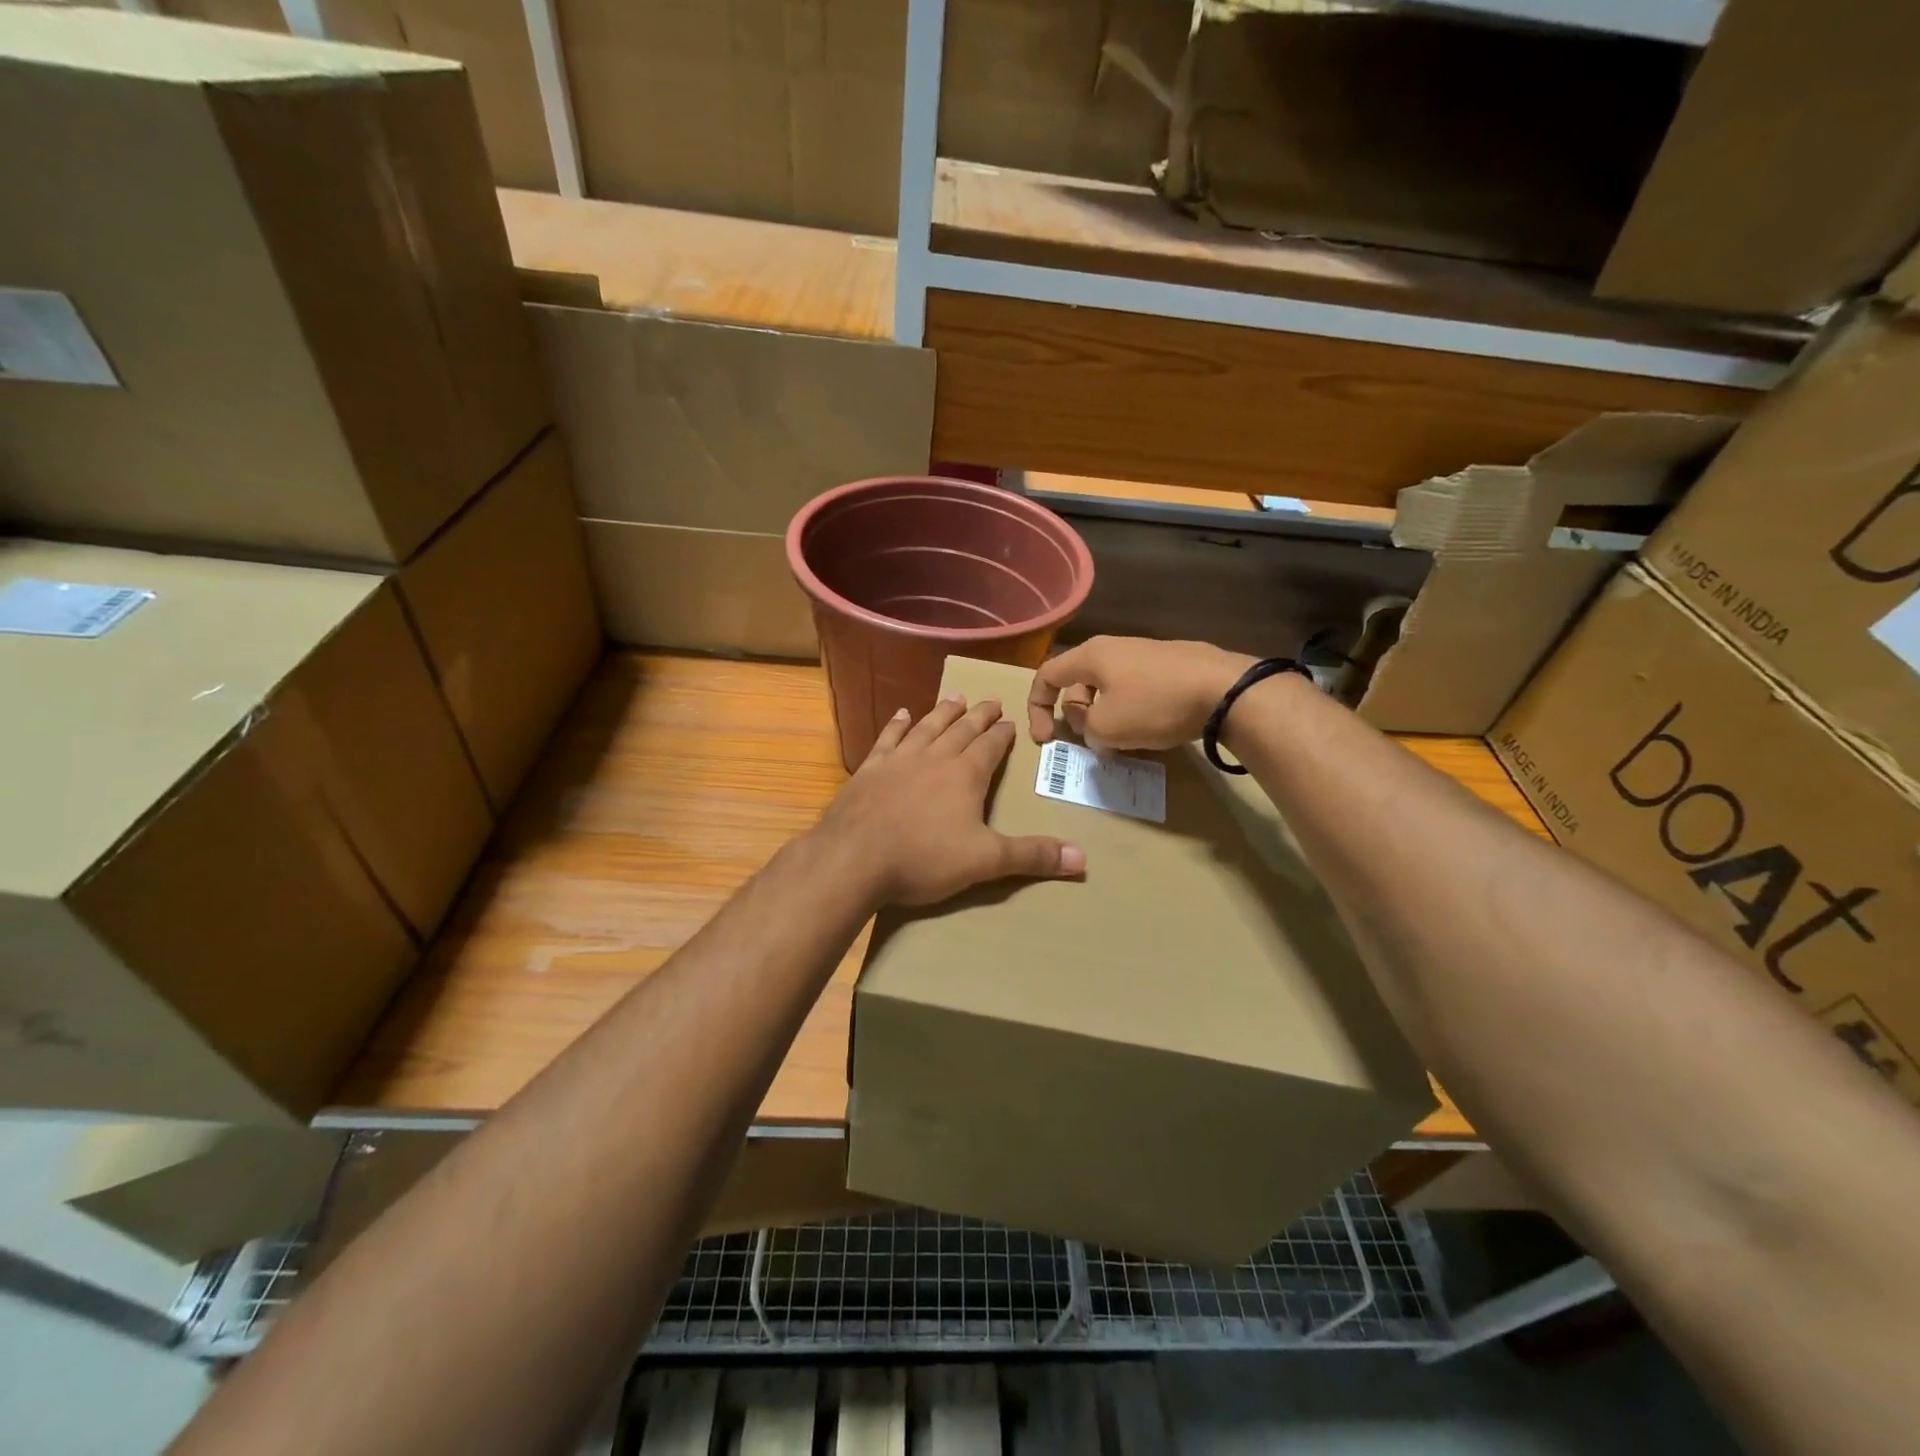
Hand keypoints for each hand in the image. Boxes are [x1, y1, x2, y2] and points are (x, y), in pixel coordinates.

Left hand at [814, 696, 1086, 907]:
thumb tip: (1083, 858)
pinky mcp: (869, 769)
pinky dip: (898, 724)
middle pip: (962, 729)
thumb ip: (1031, 856)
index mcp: (965, 775)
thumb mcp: (985, 861)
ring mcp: (899, 759)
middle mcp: (935, 757)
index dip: (1003, 734)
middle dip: (980, 715)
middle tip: (991, 700)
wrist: (854, 858)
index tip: (1011, 721)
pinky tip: (903, 714)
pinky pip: (888, 738)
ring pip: (928, 727)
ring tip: (956, 697)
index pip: (991, 746)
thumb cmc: (923, 859)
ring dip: (943, 711)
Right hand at [1027, 637, 1252, 750]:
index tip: (1045, 740)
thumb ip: (1084, 727)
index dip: (1036, 708)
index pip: (1046, 675)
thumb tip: (1091, 723)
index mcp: (1091, 656)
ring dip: (1105, 716)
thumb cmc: (1155, 705)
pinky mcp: (1171, 664)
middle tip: (1092, 741)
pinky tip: (1151, 729)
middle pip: (1078, 683)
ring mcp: (1145, 653)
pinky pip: (1136, 688)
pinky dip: (1131, 710)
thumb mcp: (1106, 727)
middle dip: (1076, 715)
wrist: (1225, 690)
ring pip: (1109, 687)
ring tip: (1122, 741)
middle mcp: (1114, 647)